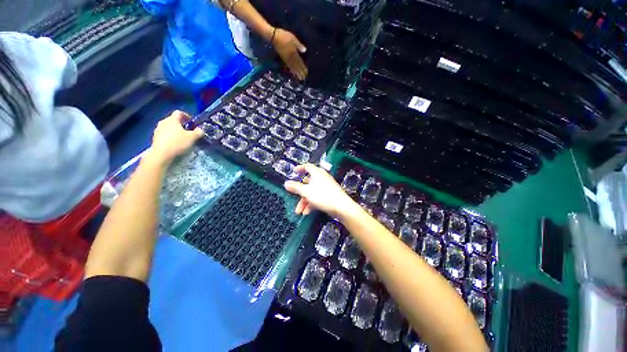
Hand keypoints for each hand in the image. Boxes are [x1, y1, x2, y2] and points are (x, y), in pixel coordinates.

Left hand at [145, 111, 203, 165]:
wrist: (161, 154)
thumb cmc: (178, 143)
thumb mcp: (192, 137)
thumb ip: (198, 132)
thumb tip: (200, 129)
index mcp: (172, 119)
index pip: (179, 113)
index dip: (186, 116)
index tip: (192, 122)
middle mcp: (163, 122)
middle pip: (173, 120)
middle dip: (181, 124)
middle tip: (188, 130)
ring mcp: (158, 130)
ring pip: (168, 127)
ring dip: (175, 130)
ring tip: (182, 138)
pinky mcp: (155, 137)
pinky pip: (164, 134)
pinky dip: (170, 136)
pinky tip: (175, 143)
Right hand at [272, 28, 307, 79]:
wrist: (273, 37)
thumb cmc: (284, 36)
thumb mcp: (292, 38)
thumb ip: (298, 45)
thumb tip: (305, 51)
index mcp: (293, 52)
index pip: (300, 62)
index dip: (303, 68)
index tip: (306, 73)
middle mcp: (290, 57)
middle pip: (297, 66)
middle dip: (300, 72)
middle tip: (304, 78)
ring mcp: (286, 58)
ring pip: (293, 67)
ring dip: (296, 73)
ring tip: (300, 78)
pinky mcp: (283, 58)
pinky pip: (288, 66)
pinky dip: (291, 70)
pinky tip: (293, 73)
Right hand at [284, 164, 359, 218]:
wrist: (341, 207)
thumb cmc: (323, 196)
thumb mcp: (306, 192)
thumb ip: (295, 187)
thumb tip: (286, 183)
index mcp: (317, 173)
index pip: (307, 166)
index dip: (300, 168)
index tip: (294, 172)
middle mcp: (322, 178)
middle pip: (307, 182)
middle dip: (300, 193)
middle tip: (294, 199)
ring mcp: (326, 186)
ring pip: (311, 192)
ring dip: (304, 201)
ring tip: (300, 212)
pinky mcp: (329, 194)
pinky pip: (317, 197)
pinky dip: (311, 203)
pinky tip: (307, 212)